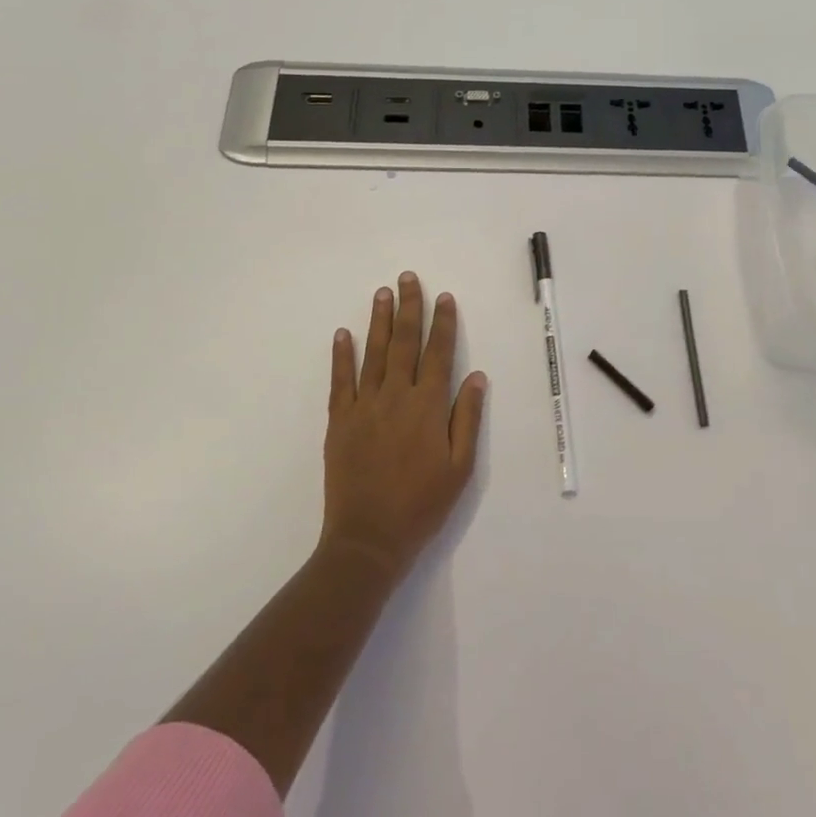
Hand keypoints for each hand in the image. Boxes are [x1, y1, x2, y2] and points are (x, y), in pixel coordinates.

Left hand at [320, 272, 487, 580]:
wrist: (368, 538)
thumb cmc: (422, 504)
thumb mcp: (460, 467)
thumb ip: (467, 417)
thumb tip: (476, 376)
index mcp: (428, 406)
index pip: (439, 353)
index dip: (443, 323)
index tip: (444, 297)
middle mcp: (396, 397)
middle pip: (404, 342)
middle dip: (408, 307)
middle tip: (407, 277)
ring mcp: (364, 407)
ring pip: (373, 353)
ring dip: (378, 320)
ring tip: (382, 292)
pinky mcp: (339, 421)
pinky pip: (340, 381)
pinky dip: (341, 355)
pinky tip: (343, 334)